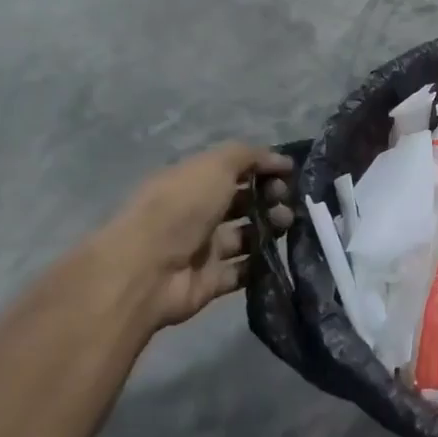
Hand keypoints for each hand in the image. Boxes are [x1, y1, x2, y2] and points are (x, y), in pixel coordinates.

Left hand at [95, 143, 293, 329]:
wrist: (148, 269)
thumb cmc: (181, 207)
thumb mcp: (215, 165)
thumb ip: (250, 156)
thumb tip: (282, 161)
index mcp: (192, 182)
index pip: (233, 170)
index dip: (263, 168)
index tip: (289, 173)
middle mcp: (196, 213)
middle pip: (243, 202)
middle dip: (271, 197)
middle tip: (286, 200)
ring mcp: (204, 248)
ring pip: (248, 235)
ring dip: (271, 227)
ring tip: (284, 225)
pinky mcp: (212, 280)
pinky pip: (245, 270)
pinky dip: (263, 263)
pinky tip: (279, 253)